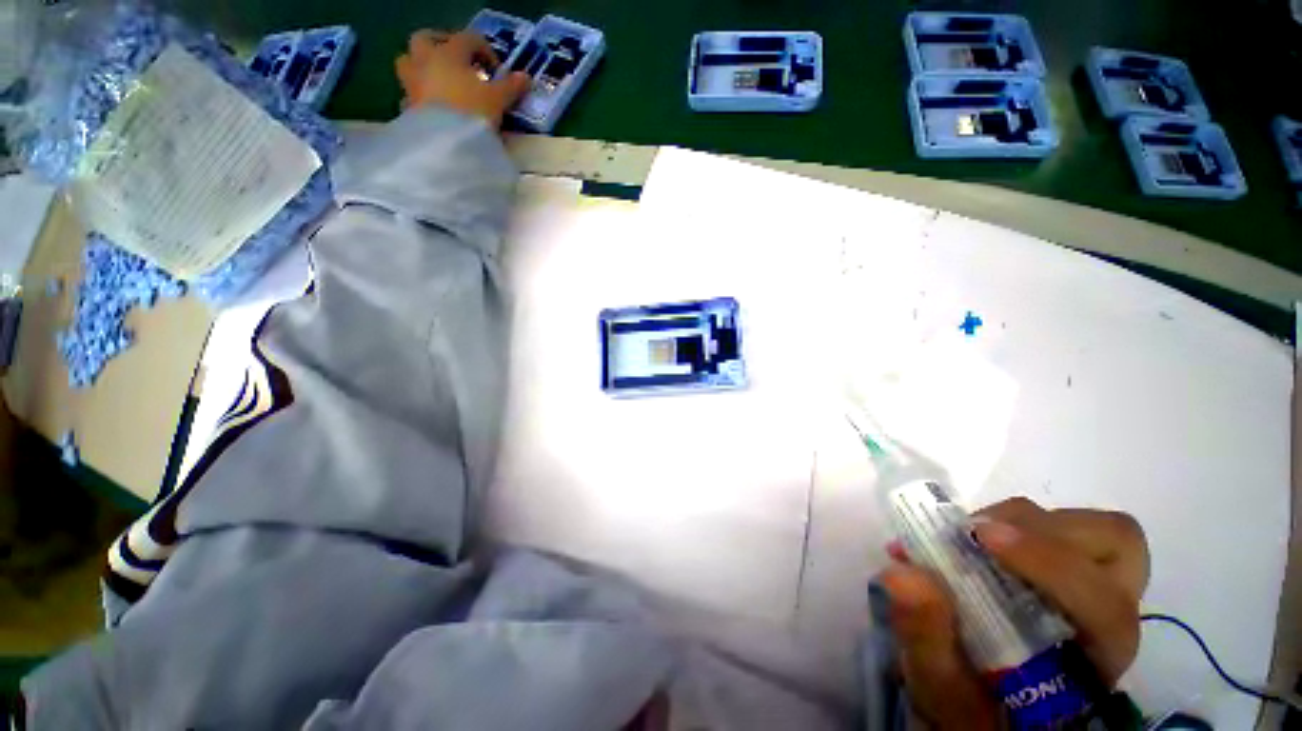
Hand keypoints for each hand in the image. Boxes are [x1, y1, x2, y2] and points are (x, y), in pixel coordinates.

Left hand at [395, 30, 532, 128]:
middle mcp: (425, 60)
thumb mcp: (498, 100)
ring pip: (408, 62)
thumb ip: (510, 87)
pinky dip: (418, 96)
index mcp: (449, 53)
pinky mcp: (407, 105)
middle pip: (426, 39)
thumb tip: (525, 78)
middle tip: (457, 62)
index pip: (468, 39)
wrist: (445, 143)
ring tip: (439, 81)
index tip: (496, 72)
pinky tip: (430, 107)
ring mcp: (412, 82)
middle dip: (441, 45)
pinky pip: (409, 93)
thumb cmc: (472, 112)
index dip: (484, 51)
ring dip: (421, 66)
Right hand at [879, 498, 1148, 729]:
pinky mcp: (1072, 570)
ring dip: (1023, 521)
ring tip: (968, 536)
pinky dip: (1014, 520)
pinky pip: (1060, 526)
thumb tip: (899, 573)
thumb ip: (927, 641)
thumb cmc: (973, 709)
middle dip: (1040, 530)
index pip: (1102, 602)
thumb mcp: (943, 691)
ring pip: (1089, 528)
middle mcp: (1110, 616)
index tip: (977, 537)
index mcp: (1094, 660)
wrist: (989, 706)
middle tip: (975, 534)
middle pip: (1113, 545)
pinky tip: (972, 538)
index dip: (1047, 562)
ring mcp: (1097, 588)